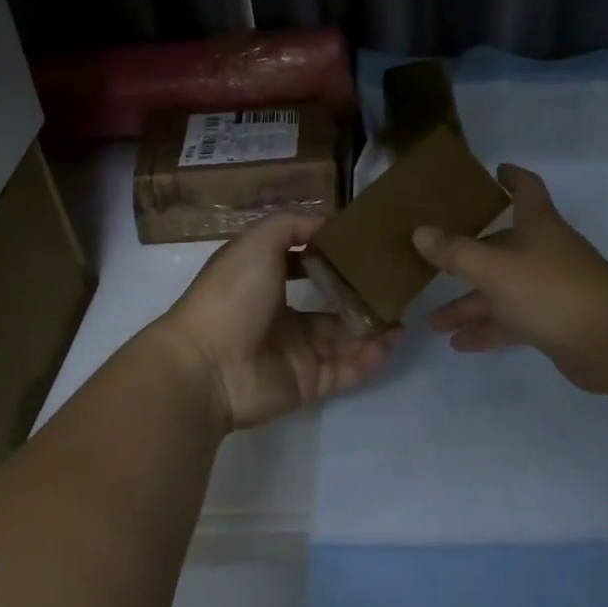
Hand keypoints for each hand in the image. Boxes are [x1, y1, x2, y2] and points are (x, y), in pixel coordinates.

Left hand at [158, 214, 401, 432]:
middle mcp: (281, 316)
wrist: (206, 366)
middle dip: (361, 298)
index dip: (333, 257)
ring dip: (372, 330)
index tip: (366, 248)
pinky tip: (389, 344)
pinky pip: (344, 370)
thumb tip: (326, 224)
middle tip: (393, 290)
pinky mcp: (307, 382)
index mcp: (266, 282)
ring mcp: (296, 352)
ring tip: (401, 321)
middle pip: (331, 306)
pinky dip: (367, 359)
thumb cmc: (231, 297)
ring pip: (343, 339)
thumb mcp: (256, 243)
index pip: (305, 266)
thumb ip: (291, 226)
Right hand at [413, 164, 607, 371]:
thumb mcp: (494, 269)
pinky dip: (489, 329)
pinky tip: (460, 344)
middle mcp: (545, 252)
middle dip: (467, 260)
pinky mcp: (554, 322)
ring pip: (503, 290)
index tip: (495, 171)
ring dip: (471, 305)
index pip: (526, 189)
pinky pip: (513, 321)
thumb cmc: (550, 290)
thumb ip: (455, 253)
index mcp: (538, 226)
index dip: (511, 177)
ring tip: (434, 323)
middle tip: (434, 265)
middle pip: (502, 247)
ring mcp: (551, 288)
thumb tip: (420, 232)